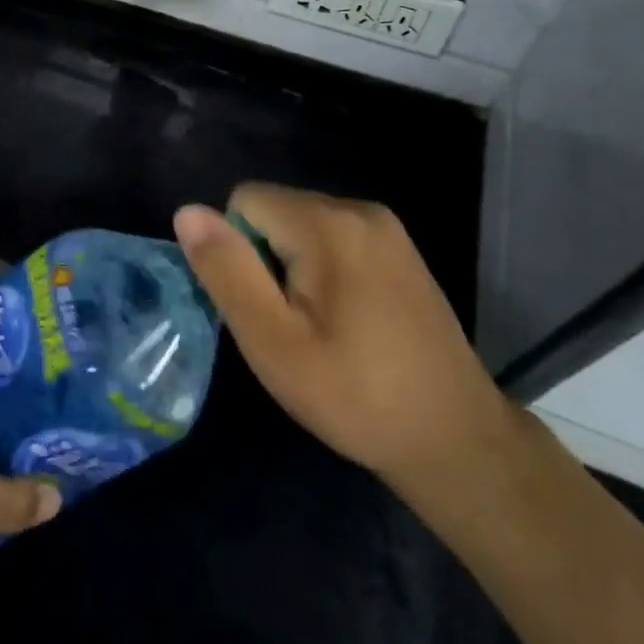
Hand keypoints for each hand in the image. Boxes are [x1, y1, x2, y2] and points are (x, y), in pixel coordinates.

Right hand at [173, 184, 512, 489]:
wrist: (457, 442)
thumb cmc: (355, 396)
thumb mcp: (273, 342)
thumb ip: (227, 271)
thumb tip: (187, 212)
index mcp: (328, 224)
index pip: (243, 201)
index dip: (238, 252)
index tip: (265, 307)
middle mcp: (360, 209)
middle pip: (275, 209)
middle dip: (265, 257)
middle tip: (290, 325)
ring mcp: (387, 228)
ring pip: (301, 224)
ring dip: (292, 265)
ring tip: (318, 327)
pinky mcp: (400, 249)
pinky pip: (333, 237)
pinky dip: (322, 268)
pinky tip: (346, 320)